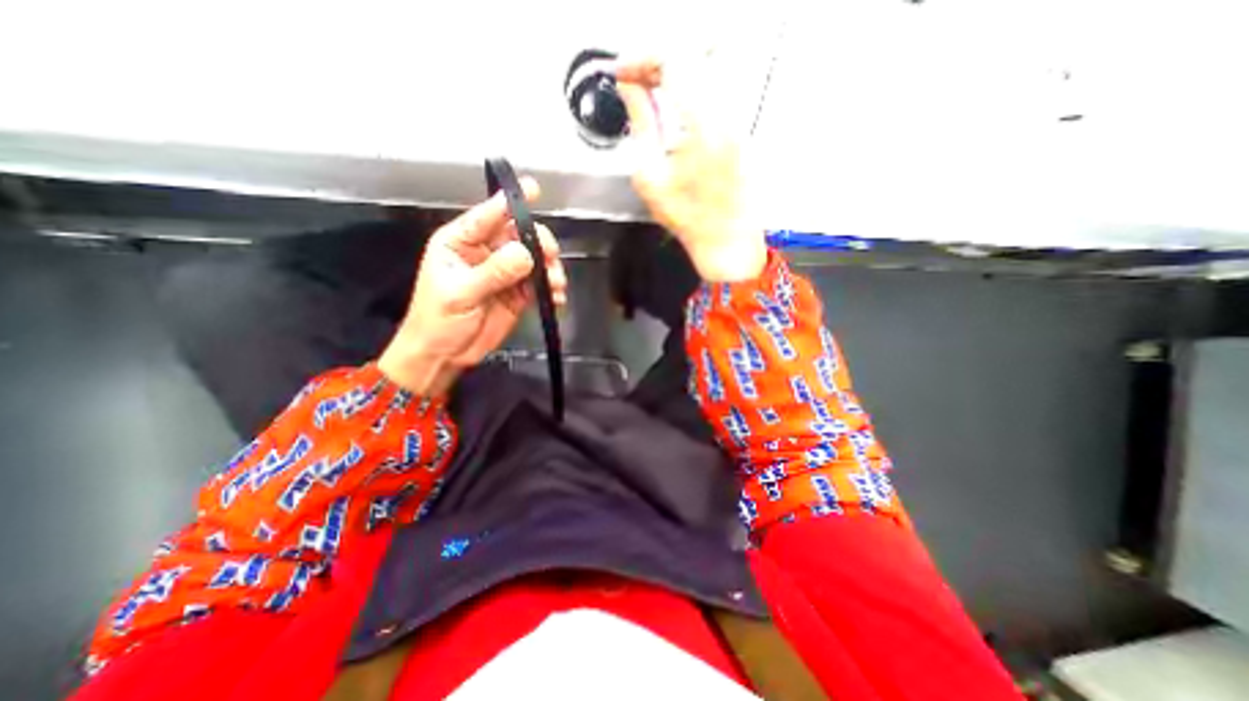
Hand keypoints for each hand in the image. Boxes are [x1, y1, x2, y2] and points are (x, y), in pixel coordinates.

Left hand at [371, 180, 564, 397]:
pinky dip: (551, 288)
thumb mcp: (461, 293)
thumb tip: (525, 253)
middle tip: (551, 258)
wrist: (445, 355)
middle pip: (519, 235)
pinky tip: (556, 298)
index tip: (534, 190)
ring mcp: (504, 273)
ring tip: (555, 284)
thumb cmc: (439, 320)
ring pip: (534, 258)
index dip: (510, 202)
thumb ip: (493, 272)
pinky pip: (540, 283)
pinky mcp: (518, 293)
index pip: (487, 215)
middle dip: (539, 243)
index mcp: (461, 242)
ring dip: (549, 268)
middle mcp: (485, 252)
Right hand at [617, 57, 770, 280]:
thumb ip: (640, 124)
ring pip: (704, 71)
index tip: (622, 73)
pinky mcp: (740, 128)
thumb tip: (629, 89)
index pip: (671, 62)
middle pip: (690, 58)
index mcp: (700, 124)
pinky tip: (673, 107)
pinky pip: (714, 91)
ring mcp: (737, 118)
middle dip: (655, 63)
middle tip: (632, 81)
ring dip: (673, 74)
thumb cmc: (687, 218)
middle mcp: (725, 112)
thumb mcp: (650, 175)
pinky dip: (689, 89)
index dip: (641, 60)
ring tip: (648, 92)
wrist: (725, 239)